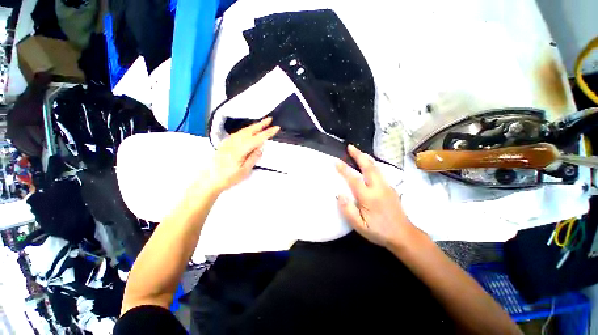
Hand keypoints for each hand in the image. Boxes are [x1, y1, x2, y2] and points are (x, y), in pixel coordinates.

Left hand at [208, 117, 279, 192]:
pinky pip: (238, 133)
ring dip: (253, 126)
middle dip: (261, 124)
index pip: (257, 138)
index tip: (276, 128)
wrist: (210, 180)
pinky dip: (246, 130)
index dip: (268, 132)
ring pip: (243, 130)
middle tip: (269, 119)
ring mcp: (228, 142)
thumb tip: (260, 148)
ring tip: (261, 124)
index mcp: (240, 150)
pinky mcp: (225, 143)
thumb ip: (253, 158)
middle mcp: (234, 143)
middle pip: (250, 130)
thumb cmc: (228, 178)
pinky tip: (248, 131)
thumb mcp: (244, 171)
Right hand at [336, 145, 416, 247]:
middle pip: (368, 167)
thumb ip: (348, 210)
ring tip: (358, 152)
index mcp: (369, 197)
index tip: (336, 161)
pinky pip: (380, 172)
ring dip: (366, 158)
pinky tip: (369, 165)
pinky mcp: (391, 188)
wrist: (404, 235)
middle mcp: (378, 188)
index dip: (344, 169)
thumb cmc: (379, 232)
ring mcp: (386, 186)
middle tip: (350, 147)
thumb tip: (340, 194)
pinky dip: (372, 164)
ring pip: (376, 167)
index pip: (354, 179)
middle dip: (358, 155)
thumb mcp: (360, 226)